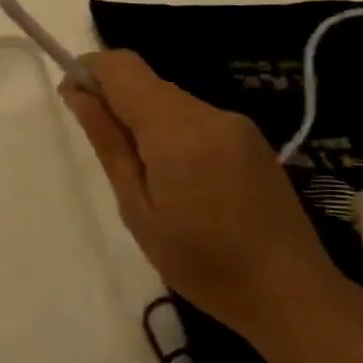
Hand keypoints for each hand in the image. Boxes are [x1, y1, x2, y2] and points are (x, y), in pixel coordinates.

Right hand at [61, 50, 344, 340]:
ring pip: (170, 101)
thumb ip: (108, 144)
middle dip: (114, 102)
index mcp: (177, 131)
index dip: (89, 72)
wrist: (291, 294)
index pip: (122, 68)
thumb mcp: (137, 209)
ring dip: (143, 121)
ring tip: (144, 180)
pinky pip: (195, 119)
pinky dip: (170, 133)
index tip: (72, 103)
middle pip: (146, 83)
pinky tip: (177, 182)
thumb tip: (78, 94)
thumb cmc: (201, 263)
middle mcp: (210, 114)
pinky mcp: (250, 140)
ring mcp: (236, 125)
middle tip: (105, 156)